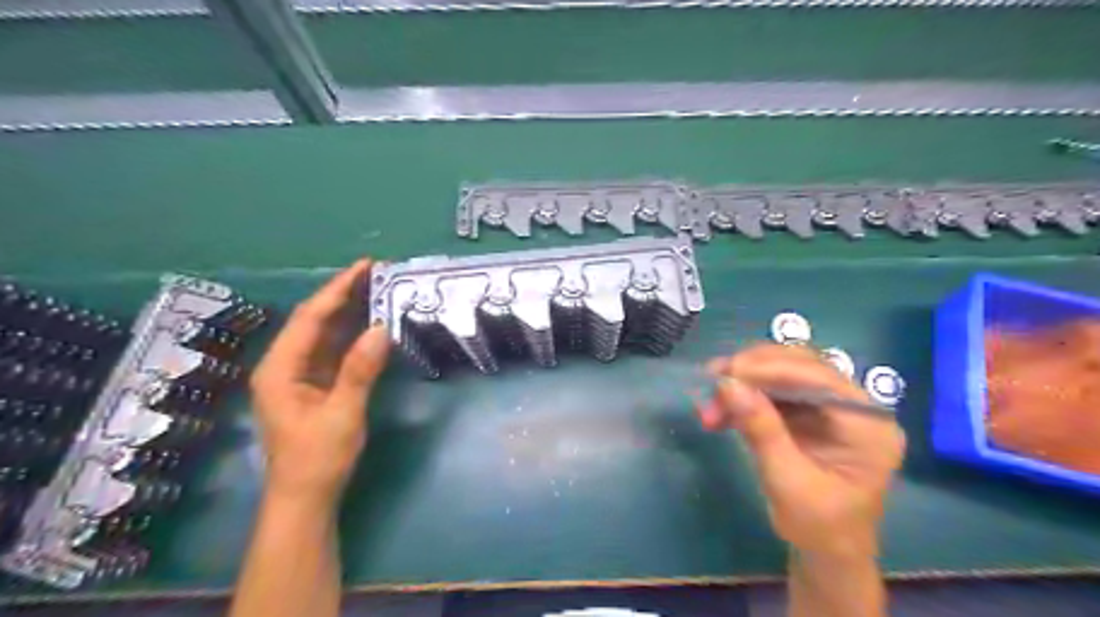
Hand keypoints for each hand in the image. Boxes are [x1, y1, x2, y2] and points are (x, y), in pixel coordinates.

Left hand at [248, 260, 390, 505]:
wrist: (305, 498)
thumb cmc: (318, 458)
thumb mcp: (343, 414)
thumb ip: (360, 370)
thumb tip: (380, 328)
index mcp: (280, 369)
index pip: (310, 318)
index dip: (337, 290)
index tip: (365, 267)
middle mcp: (283, 365)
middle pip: (312, 320)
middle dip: (341, 294)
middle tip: (374, 273)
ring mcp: (296, 376)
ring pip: (321, 333)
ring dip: (346, 311)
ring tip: (374, 289)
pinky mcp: (311, 385)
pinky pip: (330, 350)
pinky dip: (349, 334)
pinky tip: (367, 324)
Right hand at [701, 344, 906, 557]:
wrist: (825, 554)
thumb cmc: (818, 526)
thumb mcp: (787, 481)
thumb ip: (761, 429)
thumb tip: (727, 384)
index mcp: (868, 425)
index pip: (819, 378)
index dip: (770, 368)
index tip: (726, 373)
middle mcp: (854, 406)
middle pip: (800, 366)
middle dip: (752, 372)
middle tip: (712, 380)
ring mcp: (830, 407)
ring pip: (781, 374)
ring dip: (742, 384)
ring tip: (709, 404)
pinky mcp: (809, 413)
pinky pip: (772, 391)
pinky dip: (743, 398)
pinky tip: (719, 413)